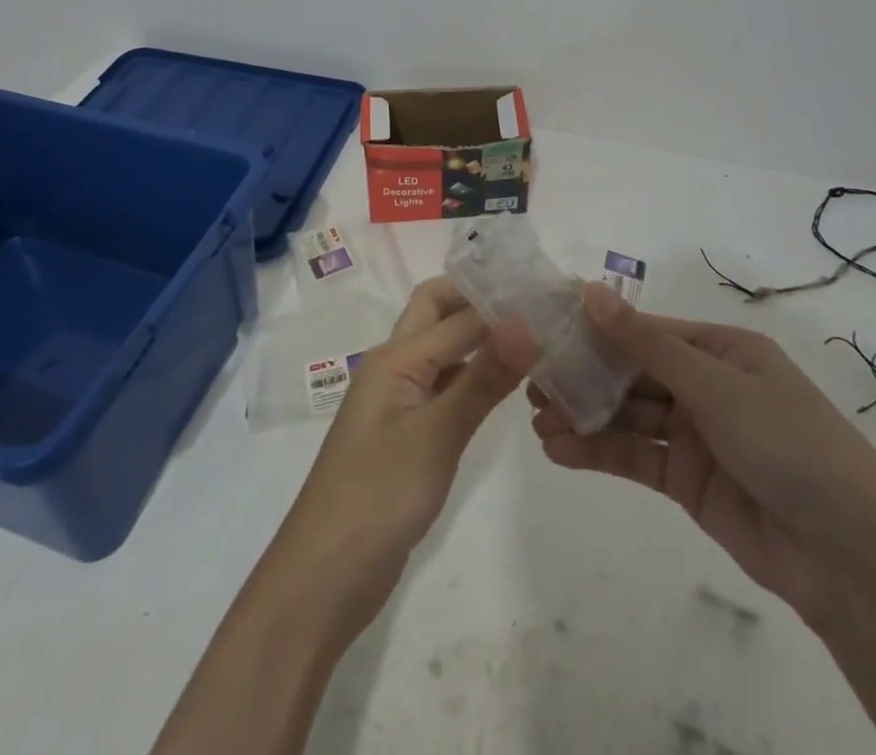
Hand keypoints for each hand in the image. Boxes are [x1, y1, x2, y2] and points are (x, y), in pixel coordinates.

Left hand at [151, 277, 521, 754]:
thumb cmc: (378, 496)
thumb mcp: (437, 434)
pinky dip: (474, 378)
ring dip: (481, 339)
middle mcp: (395, 365)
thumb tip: (527, 320)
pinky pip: (444, 387)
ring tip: (536, 337)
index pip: (457, 312)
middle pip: (438, 312)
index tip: (552, 297)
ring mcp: (399, 400)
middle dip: (481, 301)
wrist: (324, 578)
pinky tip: (508, 387)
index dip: (501, 301)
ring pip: (444, 350)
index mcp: (395, 355)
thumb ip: (483, 377)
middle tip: (537, 306)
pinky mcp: (407, 433)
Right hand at [523, 282, 875, 622]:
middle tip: (532, 381)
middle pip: (633, 372)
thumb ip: (645, 344)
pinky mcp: (687, 481)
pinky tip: (560, 451)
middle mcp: (706, 385)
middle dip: (584, 377)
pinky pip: (636, 457)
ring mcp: (696, 434)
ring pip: (628, 416)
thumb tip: (590, 290)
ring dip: (584, 417)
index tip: (547, 328)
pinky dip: (598, 452)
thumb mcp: (716, 385)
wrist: (851, 561)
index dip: (598, 328)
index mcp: (722, 349)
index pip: (647, 330)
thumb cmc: (789, 445)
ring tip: (537, 421)